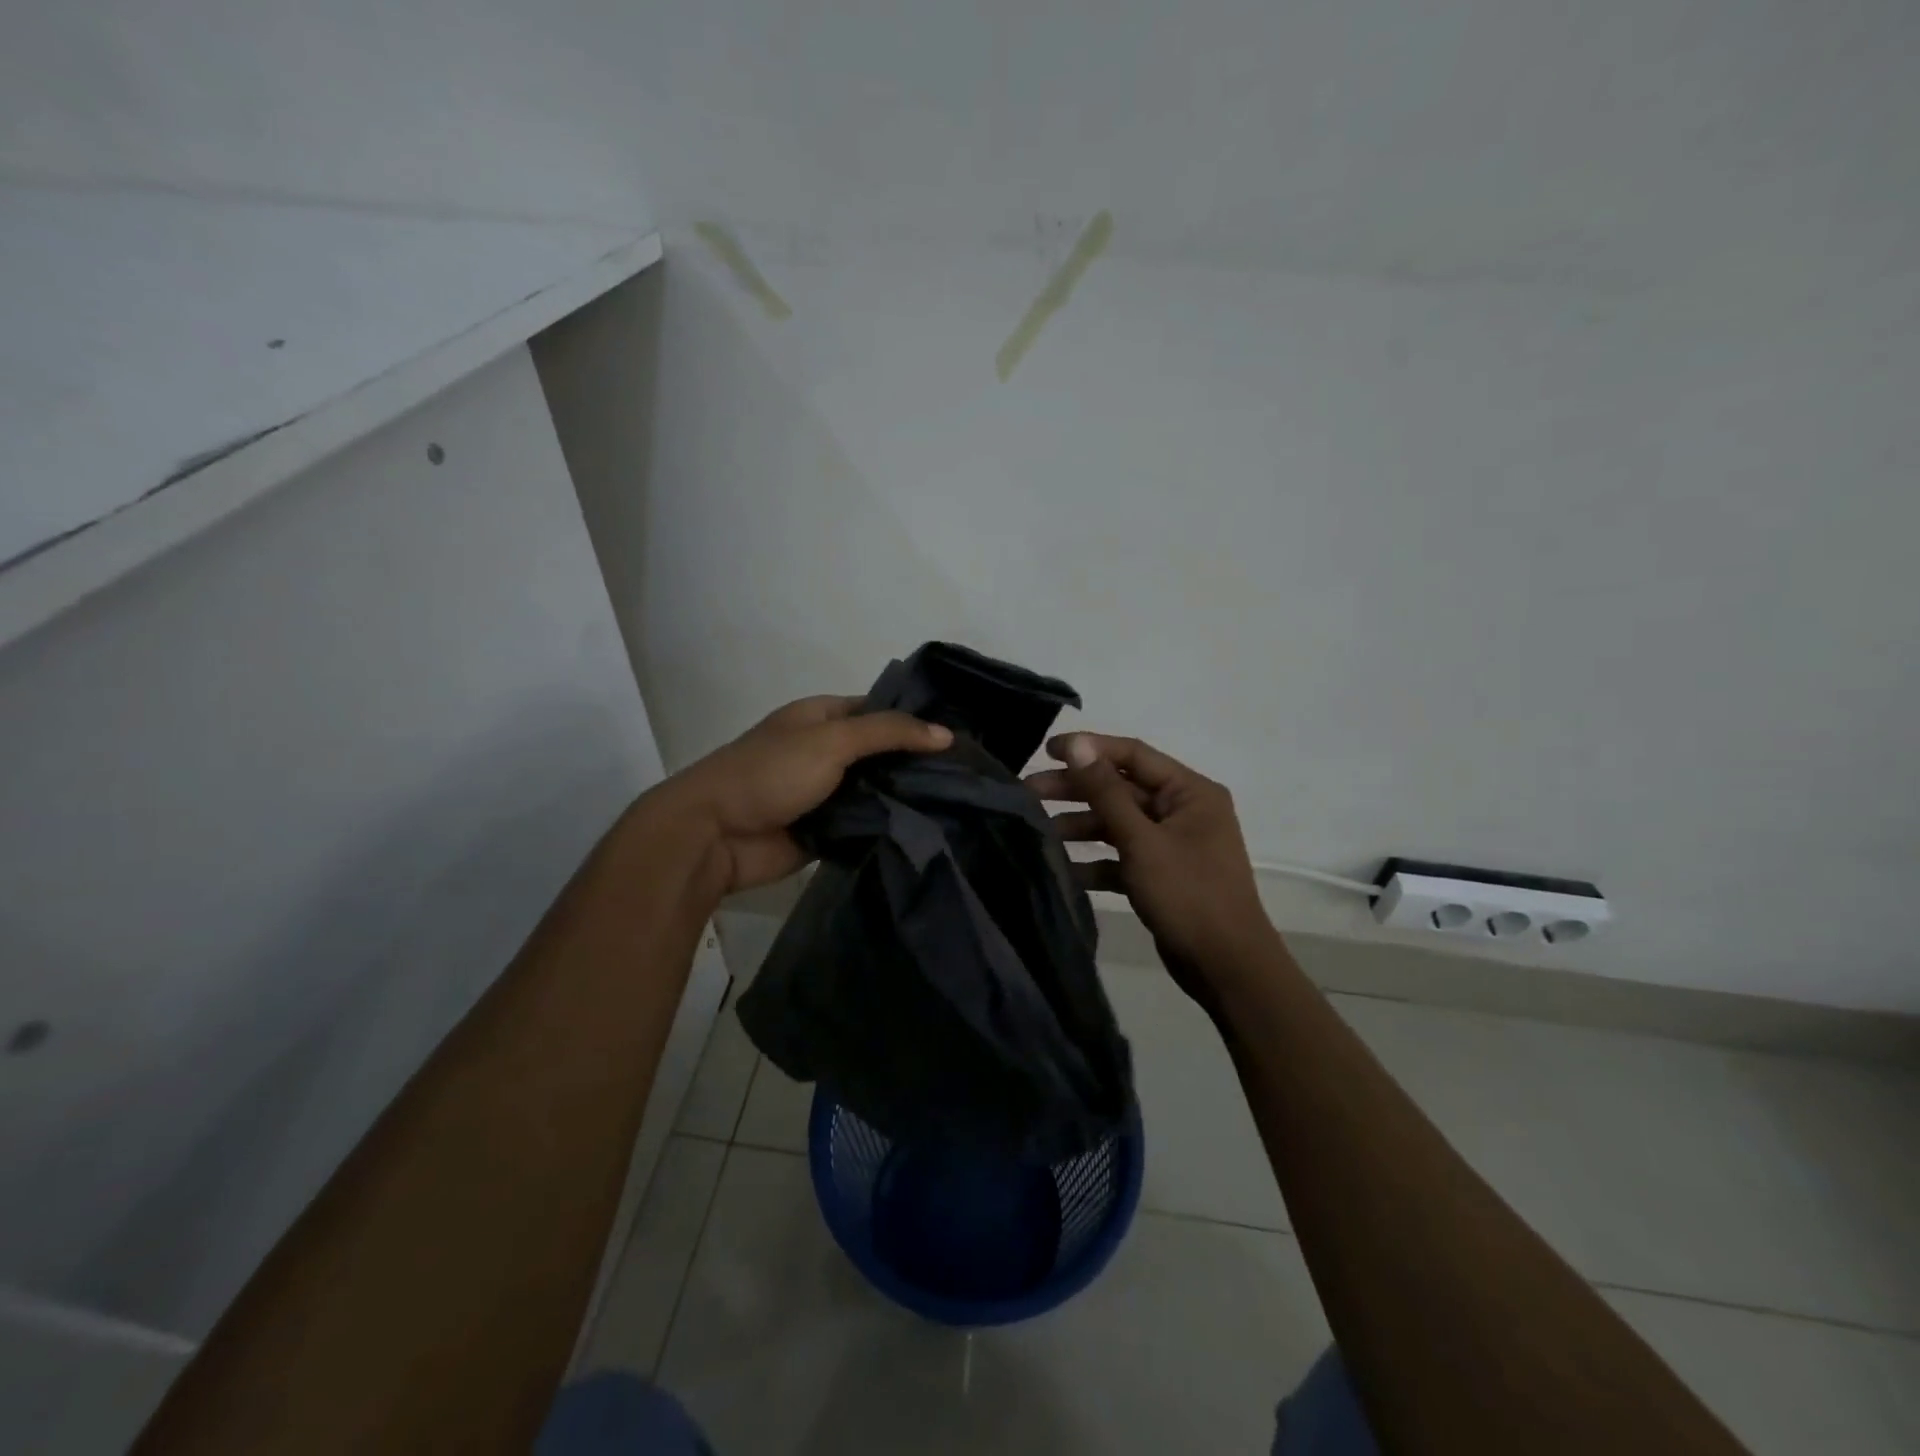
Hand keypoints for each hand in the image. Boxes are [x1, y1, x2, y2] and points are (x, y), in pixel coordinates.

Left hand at [646, 695, 950, 894]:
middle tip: (968, 774)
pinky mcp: (826, 830)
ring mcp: (825, 793)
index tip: (959, 736)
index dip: (915, 720)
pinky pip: (864, 824)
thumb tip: (945, 734)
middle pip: (881, 753)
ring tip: (959, 803)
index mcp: (821, 717)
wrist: (715, 835)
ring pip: (876, 791)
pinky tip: (928, 829)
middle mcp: (825, 751)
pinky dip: (887, 826)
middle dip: (916, 763)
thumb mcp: (831, 740)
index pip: (879, 711)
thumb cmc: (770, 773)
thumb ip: (889, 733)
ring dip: (905, 797)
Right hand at [1025, 733, 1274, 1007]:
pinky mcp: (1161, 874)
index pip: (1133, 754)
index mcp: (1190, 791)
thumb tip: (1079, 746)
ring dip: (1081, 825)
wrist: (1227, 967)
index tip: (1047, 751)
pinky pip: (1123, 857)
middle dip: (1076, 789)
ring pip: (1118, 823)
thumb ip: (1106, 792)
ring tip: (1039, 830)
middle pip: (1121, 789)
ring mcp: (1172, 844)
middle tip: (1029, 792)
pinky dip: (1096, 861)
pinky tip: (1065, 869)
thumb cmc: (1188, 894)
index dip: (1089, 749)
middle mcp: (1183, 810)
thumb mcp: (1142, 840)